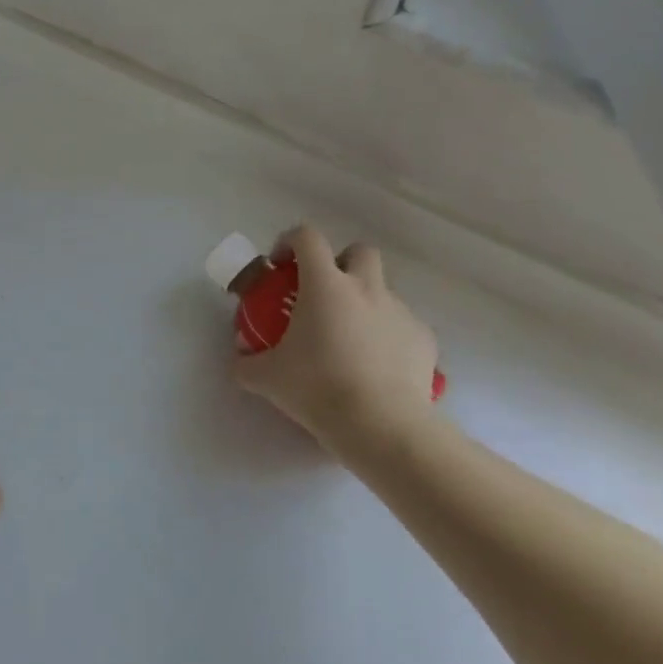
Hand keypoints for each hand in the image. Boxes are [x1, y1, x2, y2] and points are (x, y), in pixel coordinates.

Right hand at [232, 225, 439, 451]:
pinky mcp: (423, 339)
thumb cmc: (318, 389)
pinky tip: (377, 367)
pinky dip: (389, 336)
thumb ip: (247, 363)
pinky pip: (403, 325)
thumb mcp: (267, 378)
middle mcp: (365, 288)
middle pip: (358, 251)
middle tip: (324, 294)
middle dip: (341, 263)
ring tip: (350, 340)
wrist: (382, 426)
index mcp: (325, 285)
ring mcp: (399, 311)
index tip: (281, 264)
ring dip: (365, 303)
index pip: (307, 237)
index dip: (290, 241)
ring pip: (382, 290)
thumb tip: (239, 361)